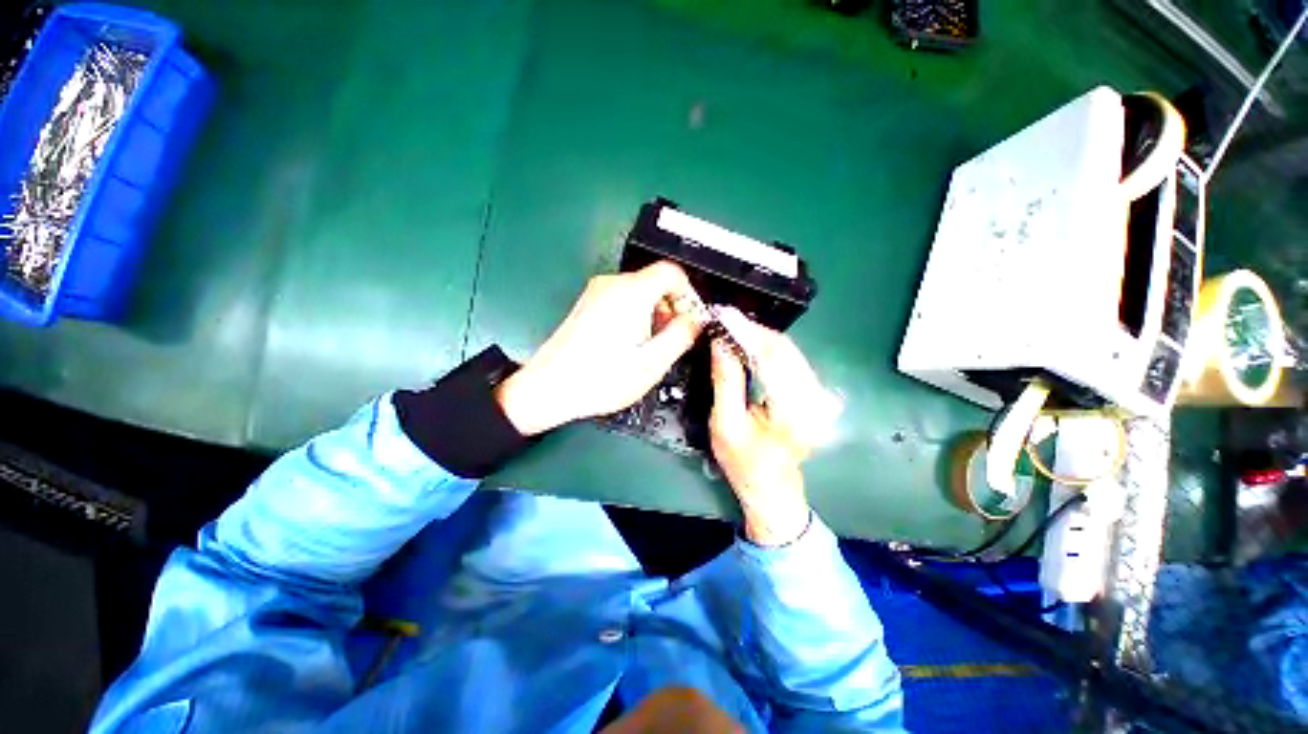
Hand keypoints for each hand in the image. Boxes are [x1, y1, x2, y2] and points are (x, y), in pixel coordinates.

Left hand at [496, 261, 704, 435]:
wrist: (551, 388)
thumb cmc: (600, 378)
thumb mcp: (652, 362)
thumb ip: (682, 335)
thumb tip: (696, 320)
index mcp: (631, 293)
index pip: (672, 271)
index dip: (688, 293)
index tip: (691, 318)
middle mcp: (612, 285)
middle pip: (655, 282)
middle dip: (671, 308)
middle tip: (671, 339)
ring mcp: (597, 293)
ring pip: (639, 292)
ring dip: (653, 315)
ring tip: (649, 348)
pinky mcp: (588, 304)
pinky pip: (622, 300)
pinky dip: (635, 317)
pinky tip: (630, 345)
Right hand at [708, 309, 839, 545]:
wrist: (771, 487)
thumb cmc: (743, 462)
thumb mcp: (725, 425)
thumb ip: (726, 381)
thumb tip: (721, 342)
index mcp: (793, 412)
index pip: (771, 358)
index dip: (747, 333)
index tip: (724, 315)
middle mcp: (814, 400)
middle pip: (784, 350)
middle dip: (753, 331)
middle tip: (726, 318)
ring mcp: (818, 397)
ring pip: (789, 352)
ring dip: (760, 337)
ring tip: (734, 328)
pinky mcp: (815, 395)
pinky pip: (791, 361)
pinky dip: (769, 348)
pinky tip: (751, 344)